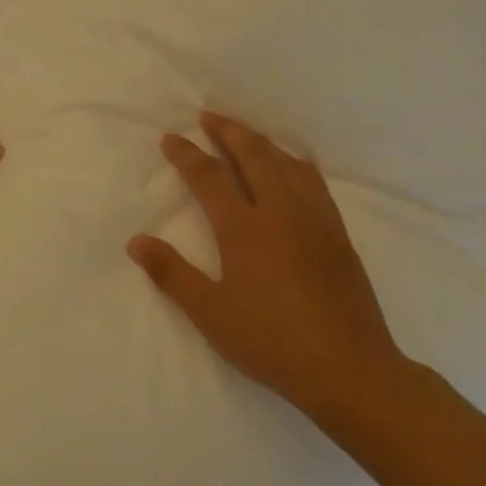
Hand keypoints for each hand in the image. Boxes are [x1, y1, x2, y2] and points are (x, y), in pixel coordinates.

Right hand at [128, 111, 406, 422]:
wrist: (350, 370)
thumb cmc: (271, 341)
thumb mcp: (211, 313)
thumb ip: (171, 274)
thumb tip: (135, 241)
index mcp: (244, 229)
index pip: (209, 177)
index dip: (187, 154)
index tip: (171, 138)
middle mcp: (280, 213)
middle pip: (253, 156)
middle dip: (228, 131)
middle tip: (209, 115)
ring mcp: (315, 221)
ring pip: (287, 164)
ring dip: (262, 142)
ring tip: (246, 133)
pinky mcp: (339, 235)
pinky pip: (316, 183)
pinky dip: (298, 163)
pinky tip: (296, 165)